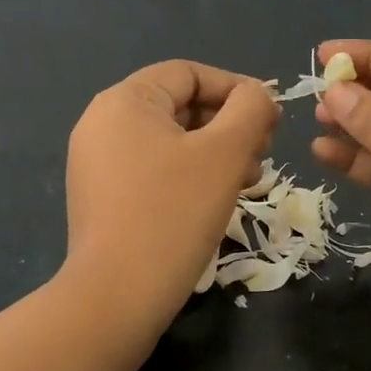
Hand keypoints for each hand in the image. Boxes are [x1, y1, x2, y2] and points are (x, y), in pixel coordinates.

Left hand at [65, 60, 278, 325]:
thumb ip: (250, 110)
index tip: (273, 119)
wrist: (117, 296)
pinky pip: (155, 171)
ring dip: (217, 154)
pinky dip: (191, 176)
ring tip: (250, 181)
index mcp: (125, 101)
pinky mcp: (104, 199)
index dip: (237, 89)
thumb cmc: (174, 213)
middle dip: (230, 125)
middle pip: (181, 107)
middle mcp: (103, 124)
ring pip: (172, 142)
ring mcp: (98, 164)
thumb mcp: (225, 153)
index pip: (190, 74)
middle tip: (265, 154)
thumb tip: (258, 95)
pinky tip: (219, 200)